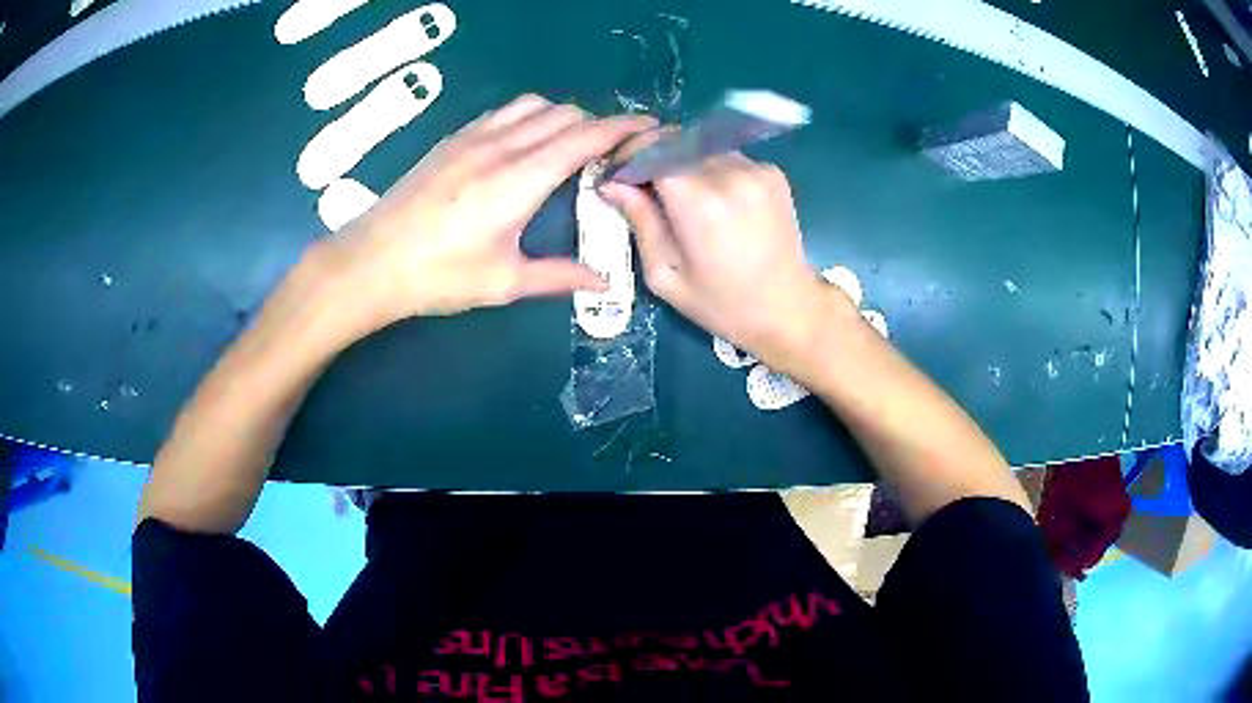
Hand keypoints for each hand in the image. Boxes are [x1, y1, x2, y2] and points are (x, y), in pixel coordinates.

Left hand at [323, 94, 656, 322]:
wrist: (371, 262)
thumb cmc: (438, 276)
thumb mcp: (504, 282)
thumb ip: (559, 276)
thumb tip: (605, 284)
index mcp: (522, 178)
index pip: (586, 136)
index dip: (624, 128)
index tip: (651, 128)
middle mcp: (503, 145)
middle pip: (565, 114)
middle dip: (598, 124)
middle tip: (613, 152)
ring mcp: (474, 137)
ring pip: (534, 105)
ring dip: (562, 116)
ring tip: (571, 144)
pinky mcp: (453, 140)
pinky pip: (504, 112)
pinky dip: (530, 116)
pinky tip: (526, 141)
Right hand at [601, 153, 854, 369]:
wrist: (788, 309)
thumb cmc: (722, 303)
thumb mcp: (666, 275)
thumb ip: (640, 222)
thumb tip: (612, 184)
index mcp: (699, 204)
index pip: (652, 151)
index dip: (629, 157)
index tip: (616, 174)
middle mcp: (730, 175)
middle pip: (676, 143)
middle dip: (652, 156)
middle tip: (641, 182)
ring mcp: (757, 170)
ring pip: (702, 148)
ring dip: (683, 162)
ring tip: (679, 195)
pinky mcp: (773, 173)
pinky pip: (728, 158)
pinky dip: (711, 170)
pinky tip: (714, 200)